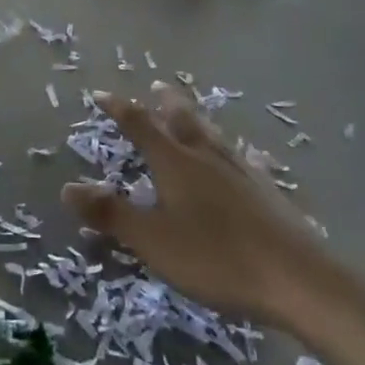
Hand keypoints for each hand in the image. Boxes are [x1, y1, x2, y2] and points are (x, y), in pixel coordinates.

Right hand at [62, 83, 330, 328]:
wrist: (297, 278)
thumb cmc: (216, 257)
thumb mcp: (153, 240)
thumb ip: (111, 214)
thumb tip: (67, 187)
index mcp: (175, 163)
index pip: (140, 126)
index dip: (119, 109)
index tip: (101, 94)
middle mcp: (207, 156)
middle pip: (182, 120)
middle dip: (166, 103)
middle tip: (157, 86)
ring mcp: (241, 171)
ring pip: (213, 135)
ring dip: (198, 119)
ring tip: (194, 112)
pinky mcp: (268, 191)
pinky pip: (246, 160)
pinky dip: (236, 152)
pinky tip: (248, 156)